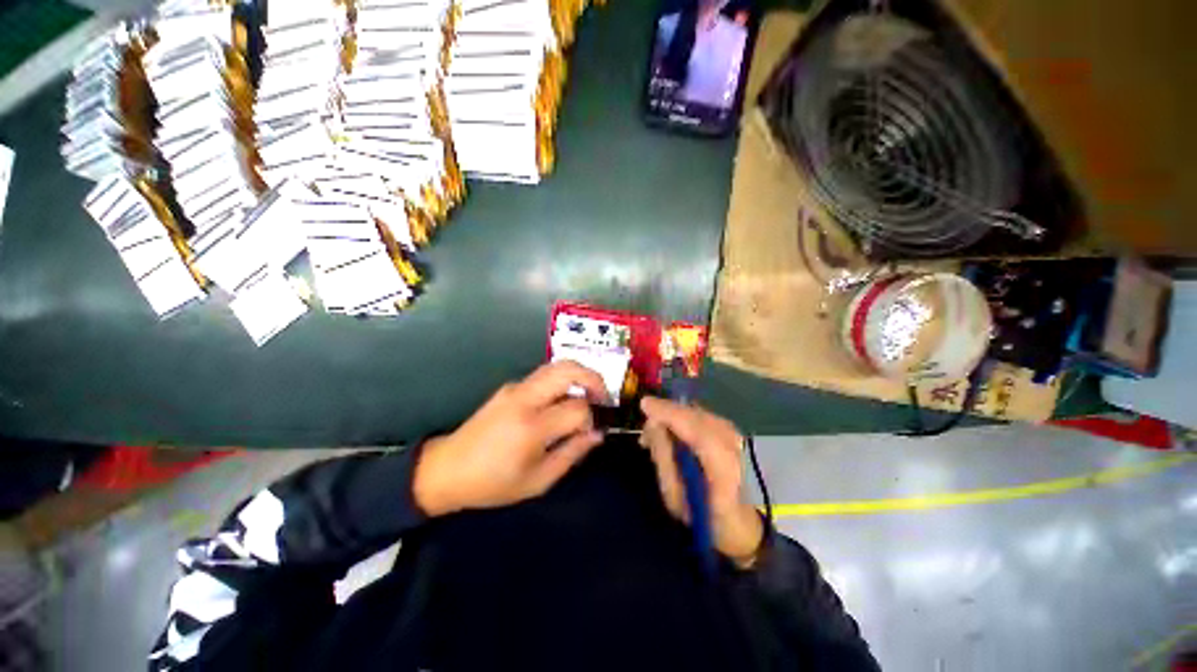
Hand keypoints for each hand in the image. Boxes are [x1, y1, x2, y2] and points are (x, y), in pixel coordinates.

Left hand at [413, 362, 609, 516]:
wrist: (448, 469)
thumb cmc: (493, 483)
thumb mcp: (538, 481)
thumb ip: (572, 454)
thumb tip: (597, 434)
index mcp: (532, 427)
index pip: (577, 408)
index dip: (592, 419)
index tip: (591, 432)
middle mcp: (524, 399)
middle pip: (568, 370)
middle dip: (593, 378)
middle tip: (603, 397)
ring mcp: (515, 388)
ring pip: (556, 366)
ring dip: (579, 375)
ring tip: (589, 395)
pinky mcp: (510, 386)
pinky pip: (544, 376)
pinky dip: (563, 381)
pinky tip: (563, 401)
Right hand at [639, 397, 763, 567]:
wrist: (740, 525)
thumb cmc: (703, 517)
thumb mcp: (675, 498)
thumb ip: (664, 458)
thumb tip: (653, 424)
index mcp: (724, 469)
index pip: (697, 430)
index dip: (670, 413)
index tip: (644, 404)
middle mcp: (734, 446)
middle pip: (696, 416)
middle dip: (667, 413)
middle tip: (645, 430)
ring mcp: (735, 437)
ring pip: (697, 413)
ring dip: (674, 417)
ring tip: (655, 435)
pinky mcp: (731, 432)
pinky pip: (702, 417)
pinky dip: (684, 419)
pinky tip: (672, 431)